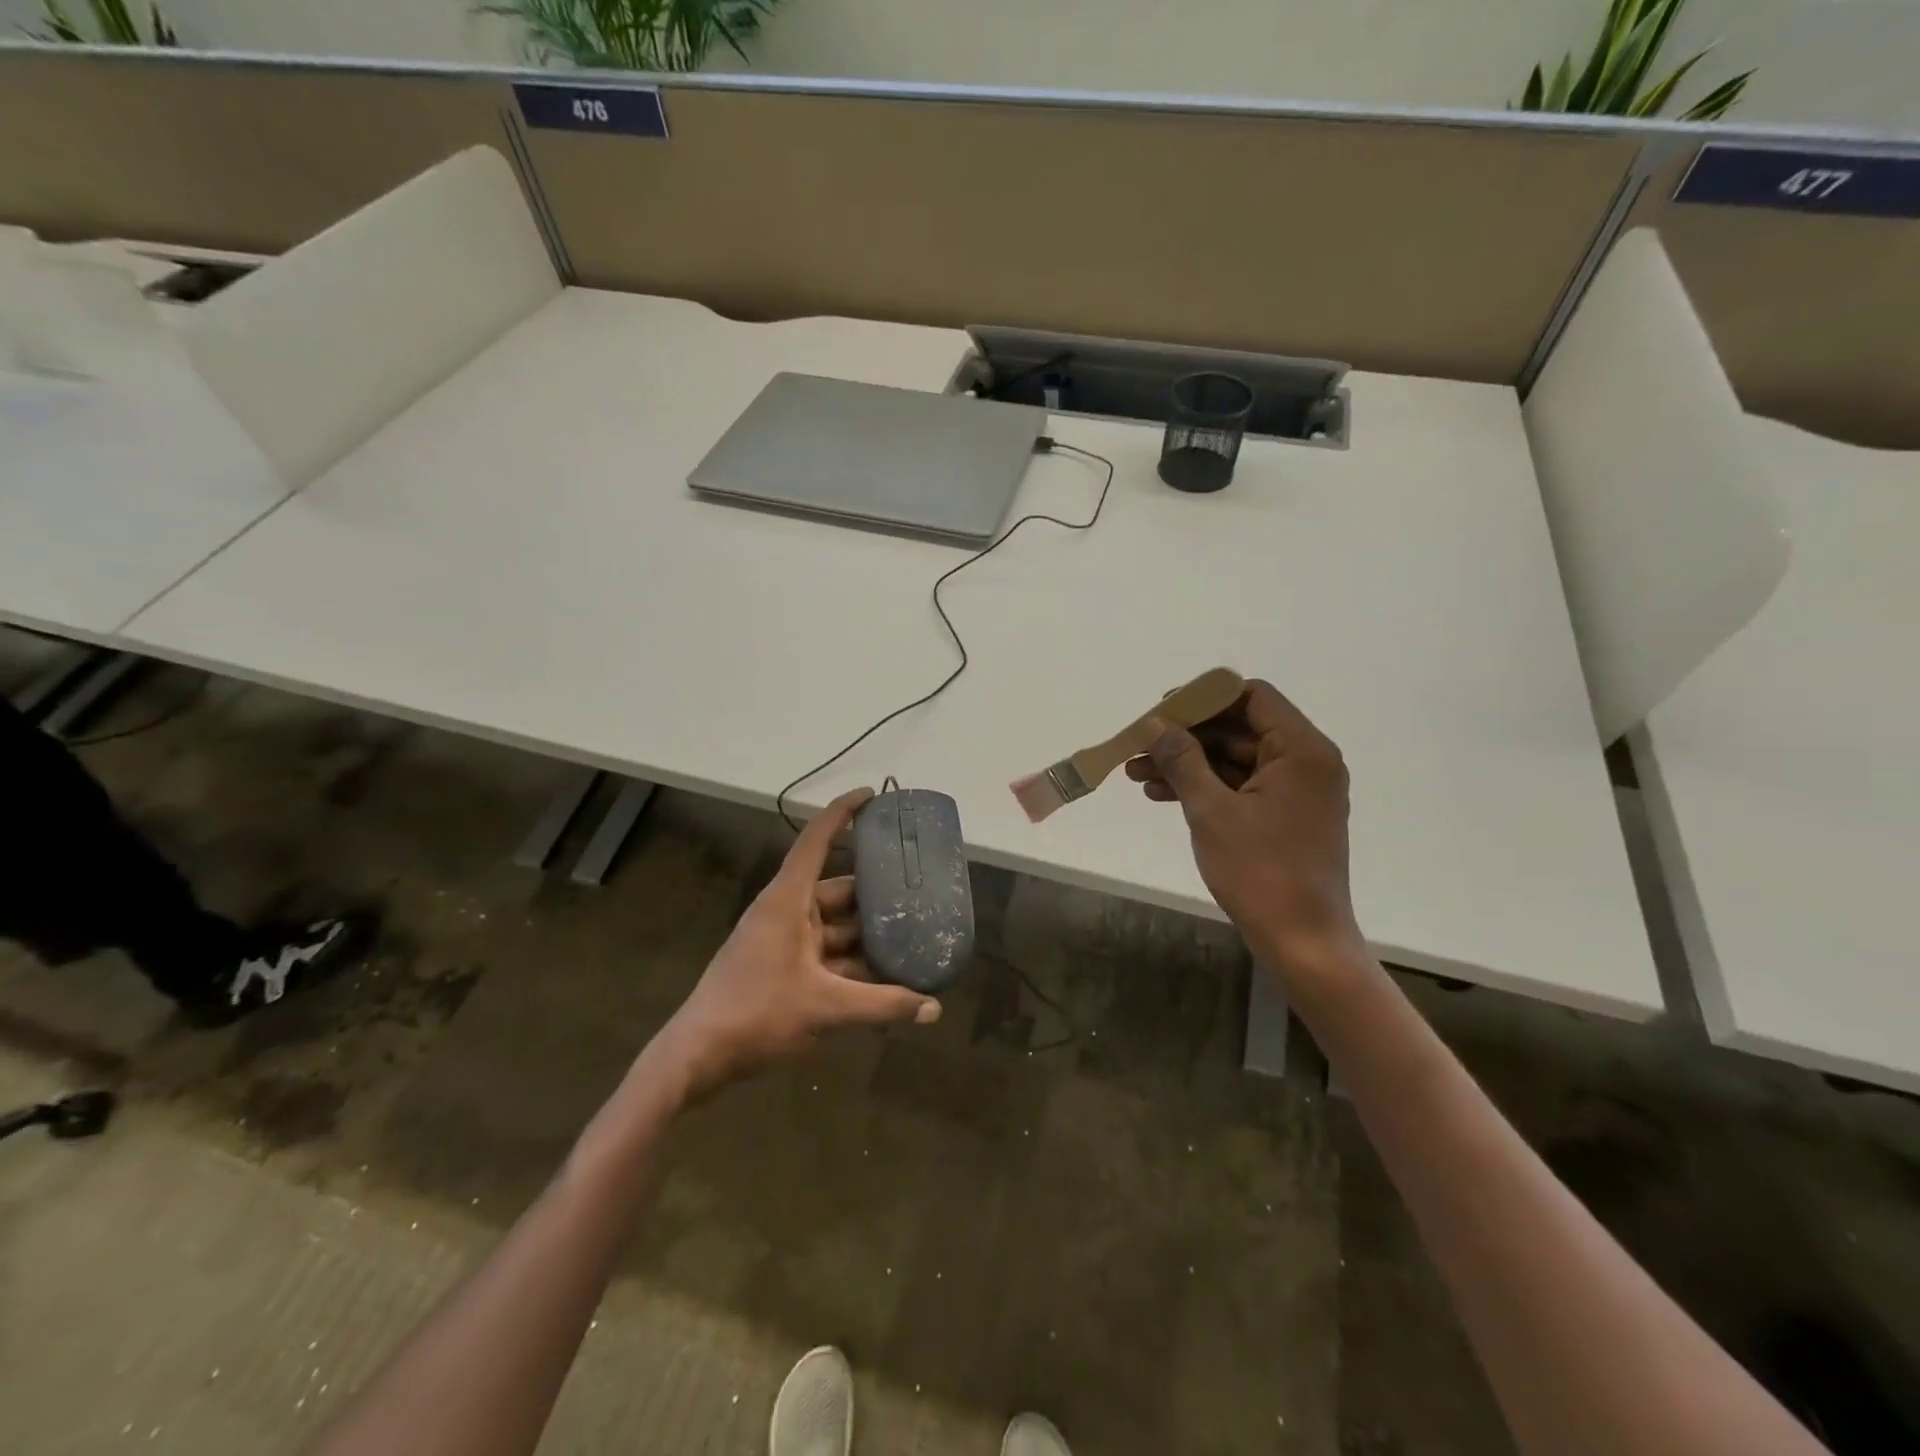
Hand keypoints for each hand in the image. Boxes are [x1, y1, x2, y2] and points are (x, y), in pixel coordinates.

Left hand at [652, 788, 940, 1101]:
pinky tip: (884, 977)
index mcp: (788, 900)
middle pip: (838, 890)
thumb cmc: (757, 1013)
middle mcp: (787, 911)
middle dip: (875, 895)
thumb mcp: (826, 1008)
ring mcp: (783, 940)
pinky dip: (852, 962)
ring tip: (912, 938)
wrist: (698, 1056)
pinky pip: (826, 953)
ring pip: (835, 927)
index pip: (816, 840)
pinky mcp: (782, 966)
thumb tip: (934, 1009)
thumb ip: (883, 1005)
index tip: (872, 795)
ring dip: (867, 935)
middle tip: (918, 893)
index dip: (843, 813)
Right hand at [1124, 680, 1363, 981]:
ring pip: (1235, 759)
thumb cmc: (1261, 871)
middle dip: (1186, 736)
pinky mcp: (1285, 816)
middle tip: (1140, 745)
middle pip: (1240, 728)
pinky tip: (1162, 795)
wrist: (1302, 941)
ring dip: (1188, 764)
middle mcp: (1306, 762)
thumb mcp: (1212, 811)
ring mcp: (1297, 791)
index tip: (1162, 712)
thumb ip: (1182, 760)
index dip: (1204, 698)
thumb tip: (1154, 725)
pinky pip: (1241, 786)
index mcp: (1302, 750)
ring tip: (1137, 774)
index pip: (1252, 697)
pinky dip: (1205, 787)